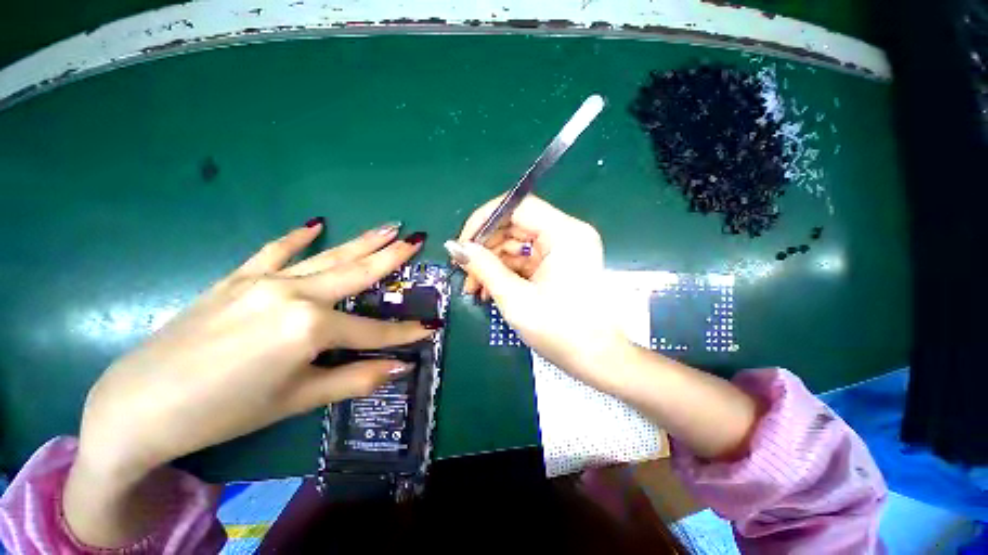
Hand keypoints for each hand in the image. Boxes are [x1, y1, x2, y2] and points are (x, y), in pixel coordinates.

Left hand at [77, 220, 432, 480]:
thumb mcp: (297, 400)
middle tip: (417, 240)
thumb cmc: (225, 411)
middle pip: (357, 273)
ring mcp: (265, 280)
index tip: (429, 330)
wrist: (140, 406)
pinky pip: (275, 251)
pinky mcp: (239, 278)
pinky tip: (316, 224)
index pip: (373, 331)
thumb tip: (400, 367)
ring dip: (362, 242)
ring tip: (388, 227)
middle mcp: (295, 293)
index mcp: (310, 327)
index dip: (404, 334)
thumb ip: (355, 379)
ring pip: (328, 256)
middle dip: (392, 258)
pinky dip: (297, 237)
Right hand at [447, 196, 630, 389]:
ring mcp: (564, 248)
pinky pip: (525, 258)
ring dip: (493, 262)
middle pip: (515, 225)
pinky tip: (489, 288)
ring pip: (517, 243)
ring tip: (474, 287)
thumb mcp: (515, 298)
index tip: (462, 243)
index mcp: (564, 233)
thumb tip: (455, 247)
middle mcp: (567, 233)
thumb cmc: (559, 330)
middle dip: (486, 248)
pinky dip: (506, 271)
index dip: (484, 220)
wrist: (596, 359)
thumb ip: (483, 267)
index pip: (517, 206)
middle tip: (465, 271)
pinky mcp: (559, 263)